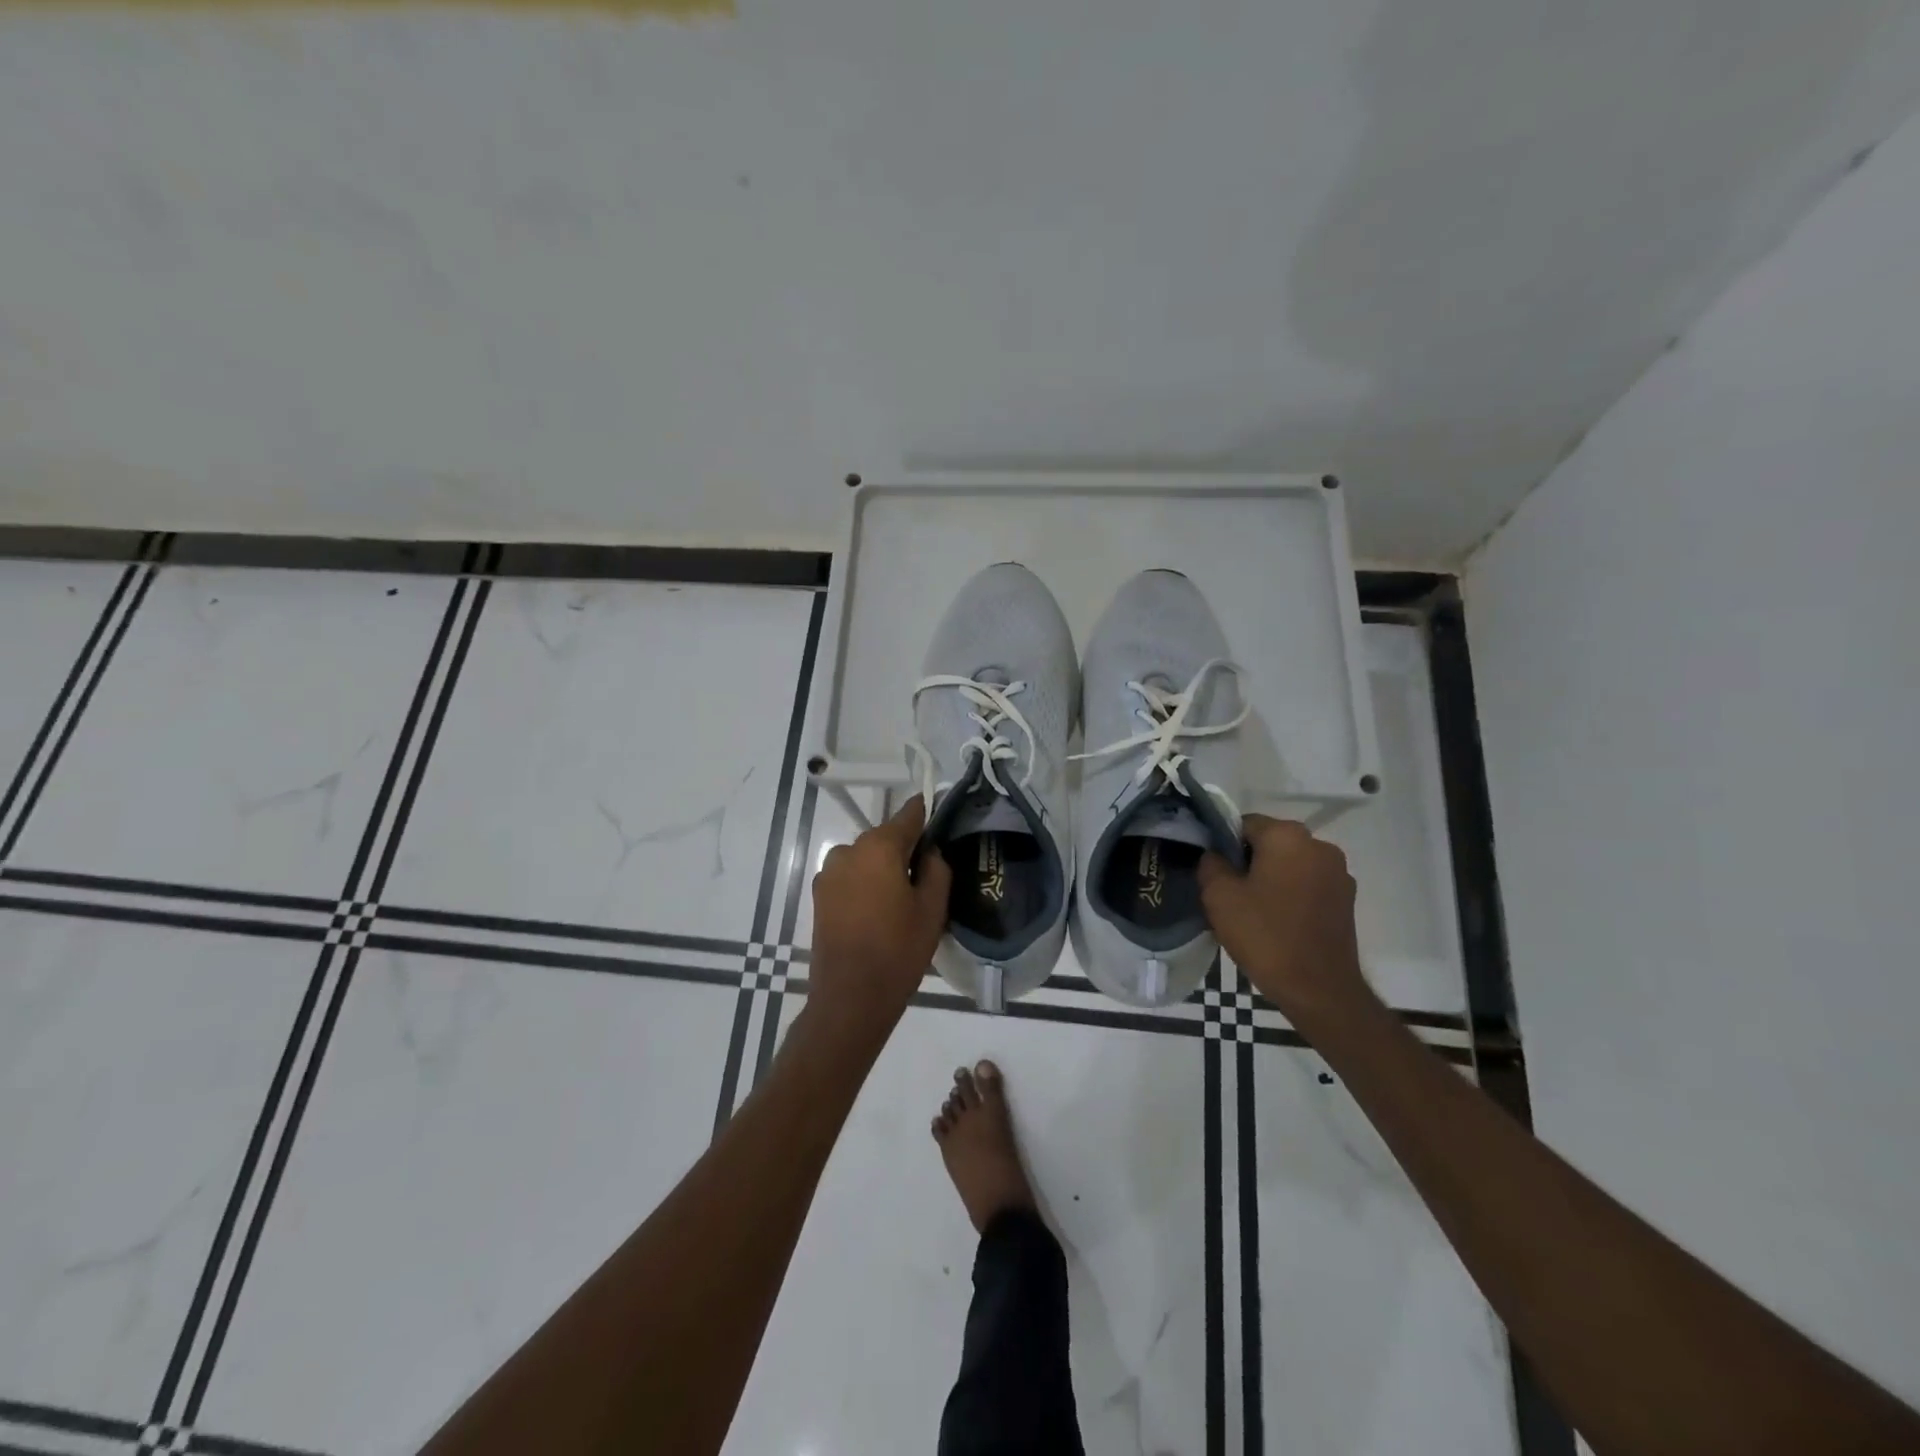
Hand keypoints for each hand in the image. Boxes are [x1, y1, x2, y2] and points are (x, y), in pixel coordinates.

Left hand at [805, 795, 951, 1054]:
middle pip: (885, 838)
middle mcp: (848, 850)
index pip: (908, 815)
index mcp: (879, 847)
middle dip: (904, 851)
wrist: (850, 998)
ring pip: (866, 859)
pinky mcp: (819, 896)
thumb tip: (929, 851)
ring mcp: (828, 873)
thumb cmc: (898, 950)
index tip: (939, 821)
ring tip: (900, 904)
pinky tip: (877, 914)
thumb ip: (936, 869)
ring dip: (882, 870)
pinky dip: (865, 886)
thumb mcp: (932, 909)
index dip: (925, 816)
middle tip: (925, 880)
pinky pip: (851, 878)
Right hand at [1198, 814, 1369, 1022]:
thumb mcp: (1218, 897)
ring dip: (1271, 878)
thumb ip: (1211, 864)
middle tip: (1229, 894)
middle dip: (1248, 861)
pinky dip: (1291, 895)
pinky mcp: (1346, 899)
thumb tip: (1215, 855)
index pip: (1244, 824)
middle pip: (1270, 843)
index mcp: (1288, 836)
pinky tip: (1278, 922)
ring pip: (1290, 864)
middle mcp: (1319, 845)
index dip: (1224, 845)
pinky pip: (1308, 885)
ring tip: (1254, 911)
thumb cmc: (1265, 936)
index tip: (1214, 873)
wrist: (1320, 990)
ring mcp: (1338, 873)